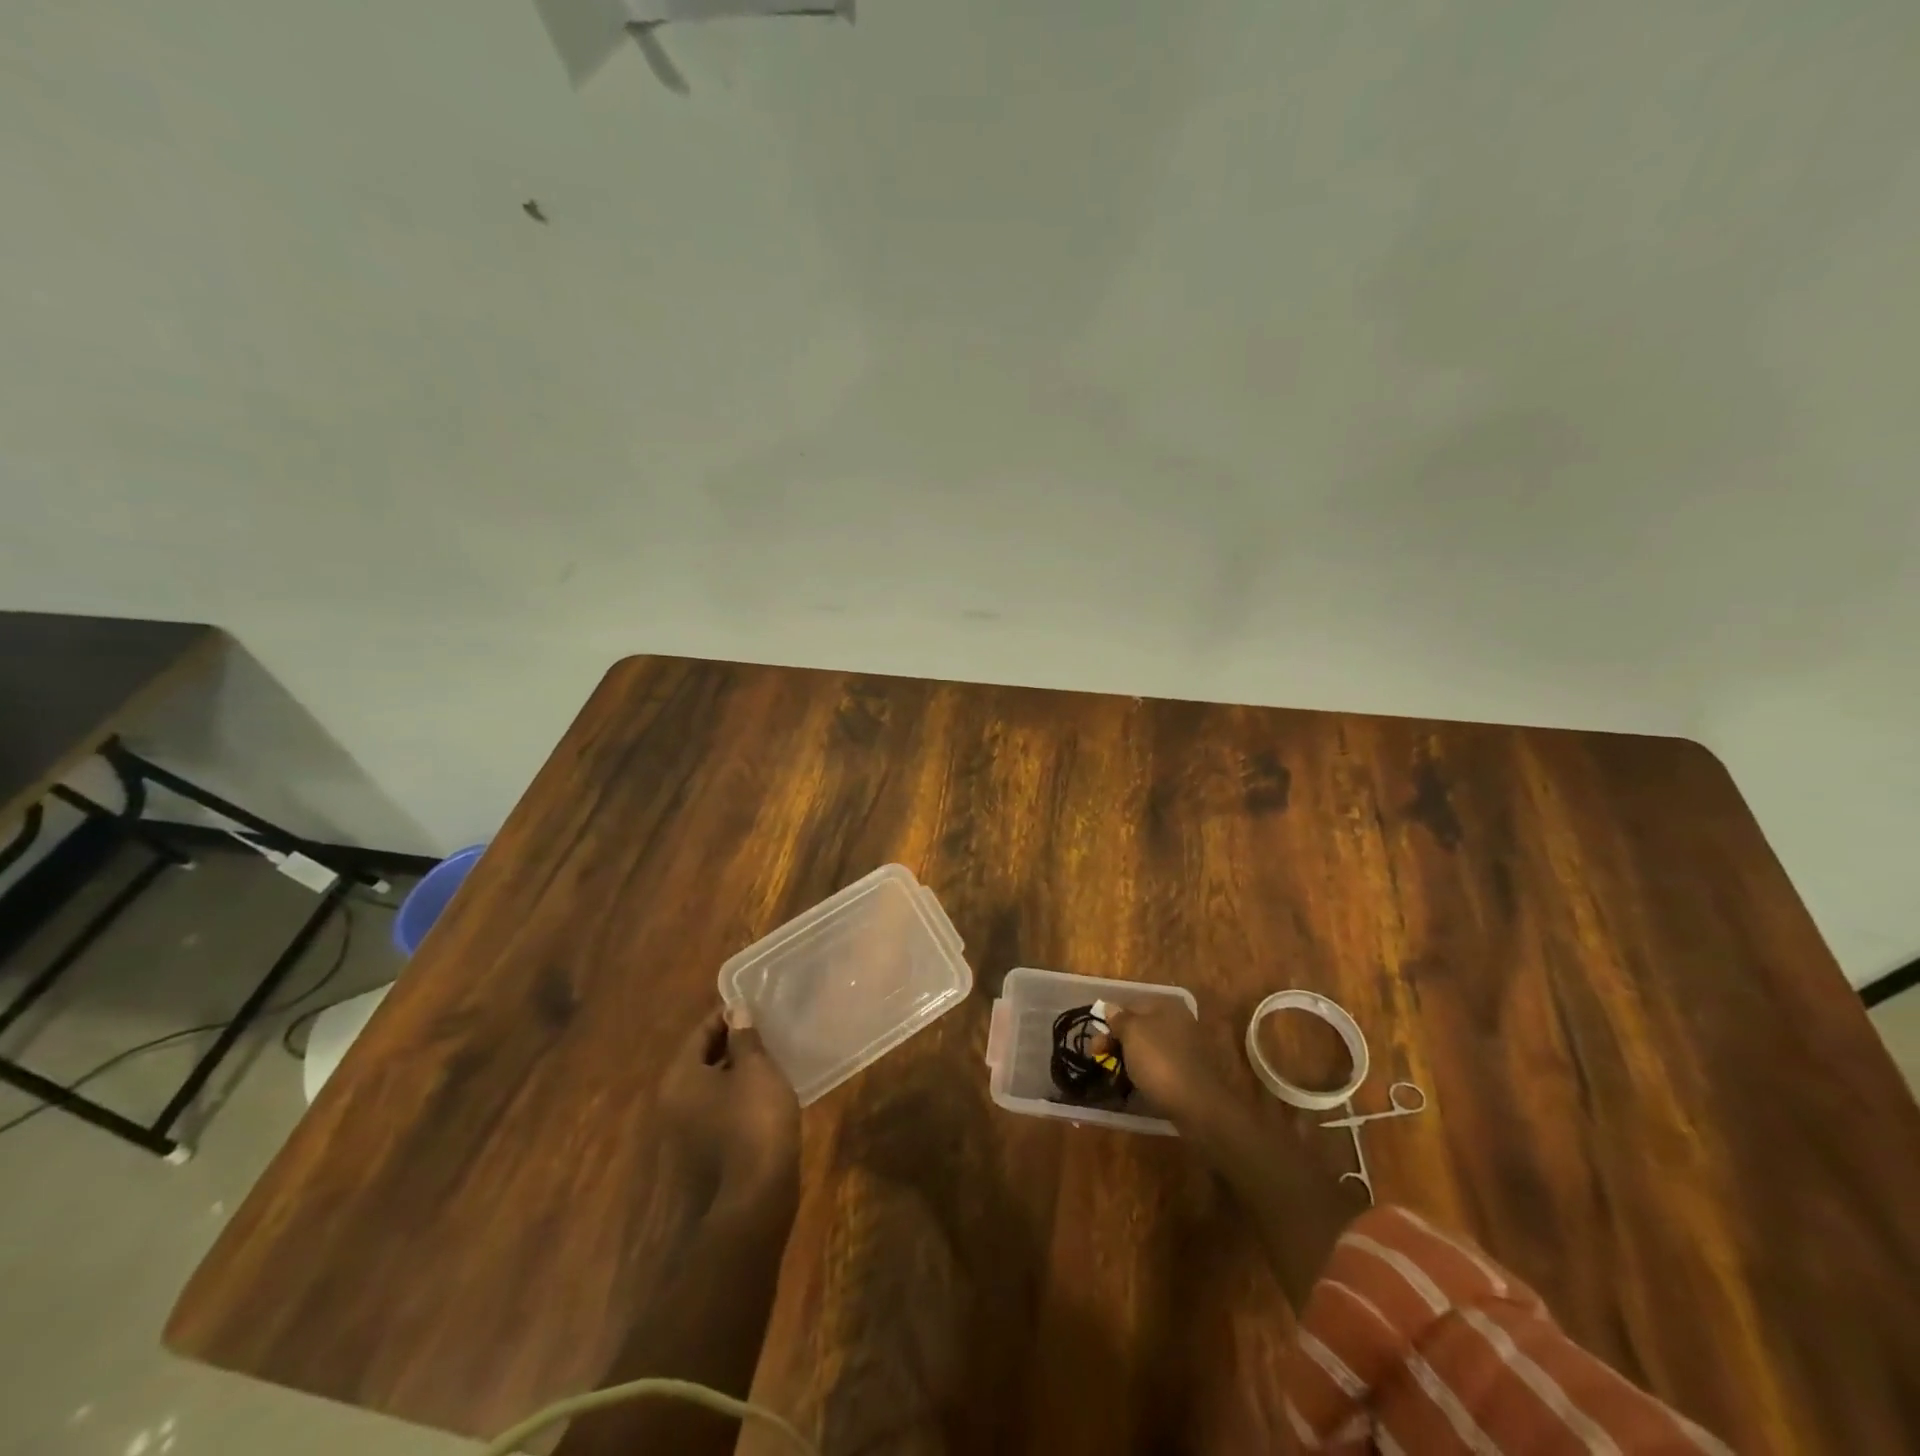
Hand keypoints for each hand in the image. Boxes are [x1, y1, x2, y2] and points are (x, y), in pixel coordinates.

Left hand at [657, 1006, 800, 1216]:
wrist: (751, 1206)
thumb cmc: (754, 1124)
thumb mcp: (757, 1071)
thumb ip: (745, 1038)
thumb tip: (736, 1011)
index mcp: (680, 1077)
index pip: (700, 1032)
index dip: (726, 1015)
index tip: (754, 1006)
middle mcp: (672, 1104)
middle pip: (700, 1061)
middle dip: (730, 1044)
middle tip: (765, 1031)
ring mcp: (683, 1135)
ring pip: (709, 1090)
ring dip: (734, 1073)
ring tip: (769, 1061)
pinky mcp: (700, 1158)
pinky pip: (717, 1114)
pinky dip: (735, 1100)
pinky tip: (763, 1098)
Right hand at [1105, 1001, 1242, 1133]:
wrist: (1197, 1105)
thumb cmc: (1159, 1061)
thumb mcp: (1132, 1033)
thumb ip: (1119, 1018)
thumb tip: (1110, 1007)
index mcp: (1166, 1005)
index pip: (1129, 1005)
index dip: (1109, 1021)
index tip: (1096, 1042)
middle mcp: (1178, 1020)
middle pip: (1138, 1026)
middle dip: (1116, 1040)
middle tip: (1099, 1057)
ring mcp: (1185, 1046)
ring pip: (1148, 1046)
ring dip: (1129, 1057)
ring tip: (1115, 1072)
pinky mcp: (1188, 1070)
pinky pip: (1159, 1064)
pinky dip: (1145, 1070)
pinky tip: (1136, 1082)